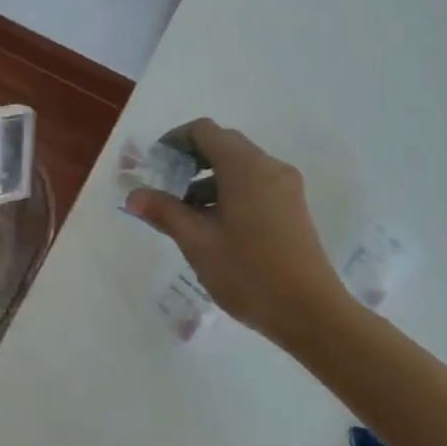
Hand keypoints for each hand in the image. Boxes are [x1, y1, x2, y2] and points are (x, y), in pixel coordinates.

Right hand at [127, 118, 353, 349]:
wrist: (313, 314)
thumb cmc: (249, 273)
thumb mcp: (198, 243)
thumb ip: (164, 212)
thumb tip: (133, 195)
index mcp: (244, 166)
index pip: (204, 131)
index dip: (175, 140)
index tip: (155, 163)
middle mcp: (268, 166)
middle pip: (223, 144)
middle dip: (191, 159)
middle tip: (166, 185)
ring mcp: (285, 186)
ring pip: (240, 165)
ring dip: (209, 177)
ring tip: (186, 212)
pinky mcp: (293, 207)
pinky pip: (255, 182)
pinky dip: (230, 189)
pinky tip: (216, 224)